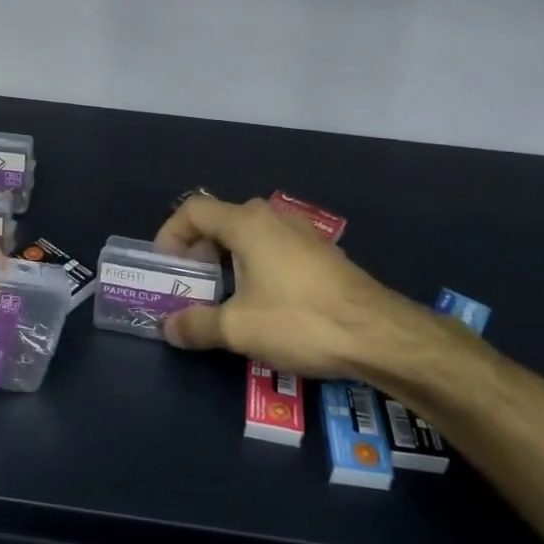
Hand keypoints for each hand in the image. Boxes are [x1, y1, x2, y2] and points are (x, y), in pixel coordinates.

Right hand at [152, 194, 427, 378]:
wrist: (378, 333)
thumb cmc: (300, 320)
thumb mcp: (239, 328)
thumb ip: (196, 324)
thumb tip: (168, 326)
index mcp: (246, 223)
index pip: (194, 210)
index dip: (171, 233)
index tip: (165, 266)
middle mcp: (272, 217)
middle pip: (221, 220)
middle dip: (198, 250)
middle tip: (191, 284)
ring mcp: (300, 232)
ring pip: (249, 234)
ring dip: (228, 259)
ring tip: (223, 295)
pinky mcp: (320, 252)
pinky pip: (273, 247)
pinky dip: (255, 264)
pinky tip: (263, 301)